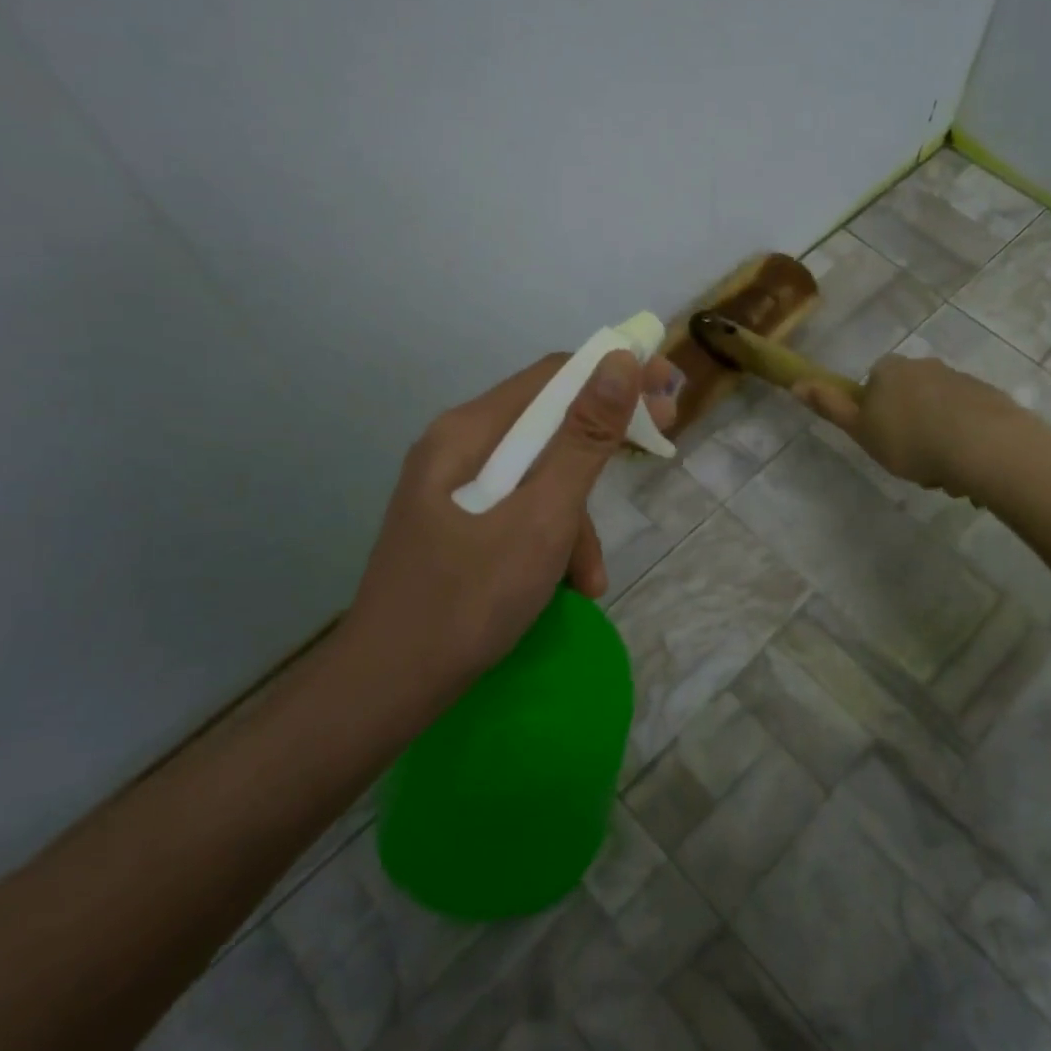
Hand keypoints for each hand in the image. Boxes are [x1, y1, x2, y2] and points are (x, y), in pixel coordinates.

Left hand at [341, 349, 677, 701]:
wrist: (384, 690)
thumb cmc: (468, 599)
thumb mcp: (542, 517)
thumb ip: (584, 439)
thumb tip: (621, 360)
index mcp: (469, 432)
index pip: (553, 375)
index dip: (615, 374)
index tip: (665, 394)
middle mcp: (457, 447)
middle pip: (546, 424)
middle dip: (603, 445)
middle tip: (658, 451)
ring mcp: (452, 488)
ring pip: (537, 476)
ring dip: (576, 517)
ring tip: (593, 578)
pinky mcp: (455, 524)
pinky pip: (517, 510)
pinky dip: (549, 539)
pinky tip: (566, 587)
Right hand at [794, 354, 1018, 493]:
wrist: (984, 446)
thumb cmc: (910, 439)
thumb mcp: (861, 429)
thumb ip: (830, 406)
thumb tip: (796, 384)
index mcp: (891, 369)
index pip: (874, 385)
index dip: (875, 415)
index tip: (882, 440)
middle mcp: (925, 365)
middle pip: (908, 398)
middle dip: (910, 429)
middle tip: (912, 464)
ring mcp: (960, 380)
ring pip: (939, 414)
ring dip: (938, 440)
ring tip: (943, 474)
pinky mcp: (990, 398)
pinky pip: (968, 422)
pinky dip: (964, 442)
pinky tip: (967, 468)